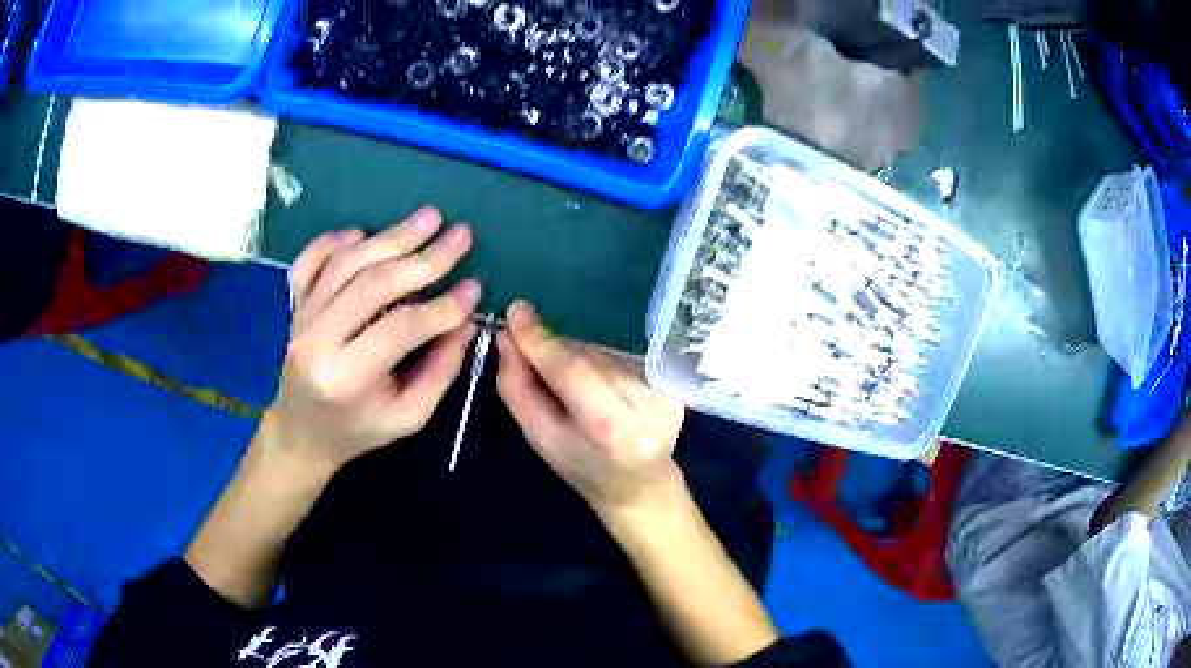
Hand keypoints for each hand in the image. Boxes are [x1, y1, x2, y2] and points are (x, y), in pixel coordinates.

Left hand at [267, 207, 480, 474]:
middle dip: (424, 258)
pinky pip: (309, 262)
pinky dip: (333, 241)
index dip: (443, 307)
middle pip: (373, 284)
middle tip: (461, 236)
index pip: (401, 328)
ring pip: (346, 264)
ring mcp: (300, 318)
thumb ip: (440, 370)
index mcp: (346, 377)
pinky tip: (362, 232)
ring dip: (390, 237)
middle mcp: (316, 340)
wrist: (302, 433)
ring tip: (428, 218)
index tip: (475, 288)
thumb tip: (466, 321)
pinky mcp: (294, 305)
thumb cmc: (358, 430)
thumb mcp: (408, 417)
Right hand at [496, 301, 684, 515]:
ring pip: (603, 354)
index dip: (541, 343)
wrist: (639, 484)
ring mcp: (665, 390)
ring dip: (576, 357)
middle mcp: (646, 404)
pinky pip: (620, 357)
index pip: (573, 372)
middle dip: (553, 349)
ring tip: (566, 383)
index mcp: (611, 429)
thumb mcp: (540, 438)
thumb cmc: (582, 467)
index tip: (515, 314)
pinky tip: (593, 383)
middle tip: (526, 348)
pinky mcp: (671, 381)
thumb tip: (507, 337)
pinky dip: (597, 362)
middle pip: (587, 358)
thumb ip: (518, 388)